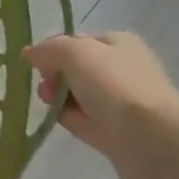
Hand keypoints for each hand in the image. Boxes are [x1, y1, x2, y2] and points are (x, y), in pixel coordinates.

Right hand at [24, 31, 178, 178]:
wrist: (149, 137)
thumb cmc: (113, 85)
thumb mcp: (75, 53)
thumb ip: (49, 50)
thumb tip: (30, 53)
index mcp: (119, 43)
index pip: (79, 41)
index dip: (55, 50)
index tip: (38, 65)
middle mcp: (122, 69)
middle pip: (77, 69)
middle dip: (55, 76)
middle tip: (45, 88)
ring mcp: (121, 102)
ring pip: (80, 95)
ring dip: (60, 98)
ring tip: (49, 105)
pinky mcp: (116, 131)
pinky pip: (85, 120)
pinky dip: (70, 119)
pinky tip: (59, 121)